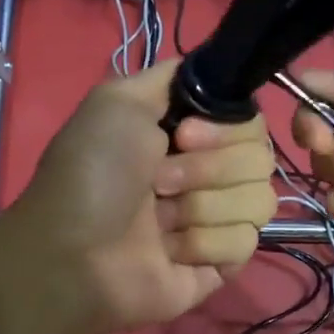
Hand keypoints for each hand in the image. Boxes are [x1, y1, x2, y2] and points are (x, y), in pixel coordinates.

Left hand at [0, 60, 277, 333]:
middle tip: (158, 184)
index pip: (250, 121)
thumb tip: (216, 69)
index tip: (182, 136)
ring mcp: (217, 220)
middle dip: (207, 170)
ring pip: (259, 201)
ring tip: (160, 222)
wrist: (73, 254)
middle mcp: (208, 173)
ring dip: (202, 208)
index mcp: (189, 135)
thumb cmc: (91, 175)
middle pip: (260, 159)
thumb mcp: (117, 100)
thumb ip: (173, 76)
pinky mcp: (221, 264)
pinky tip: (170, 252)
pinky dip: (204, 245)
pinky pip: (245, 243)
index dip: (224, 129)